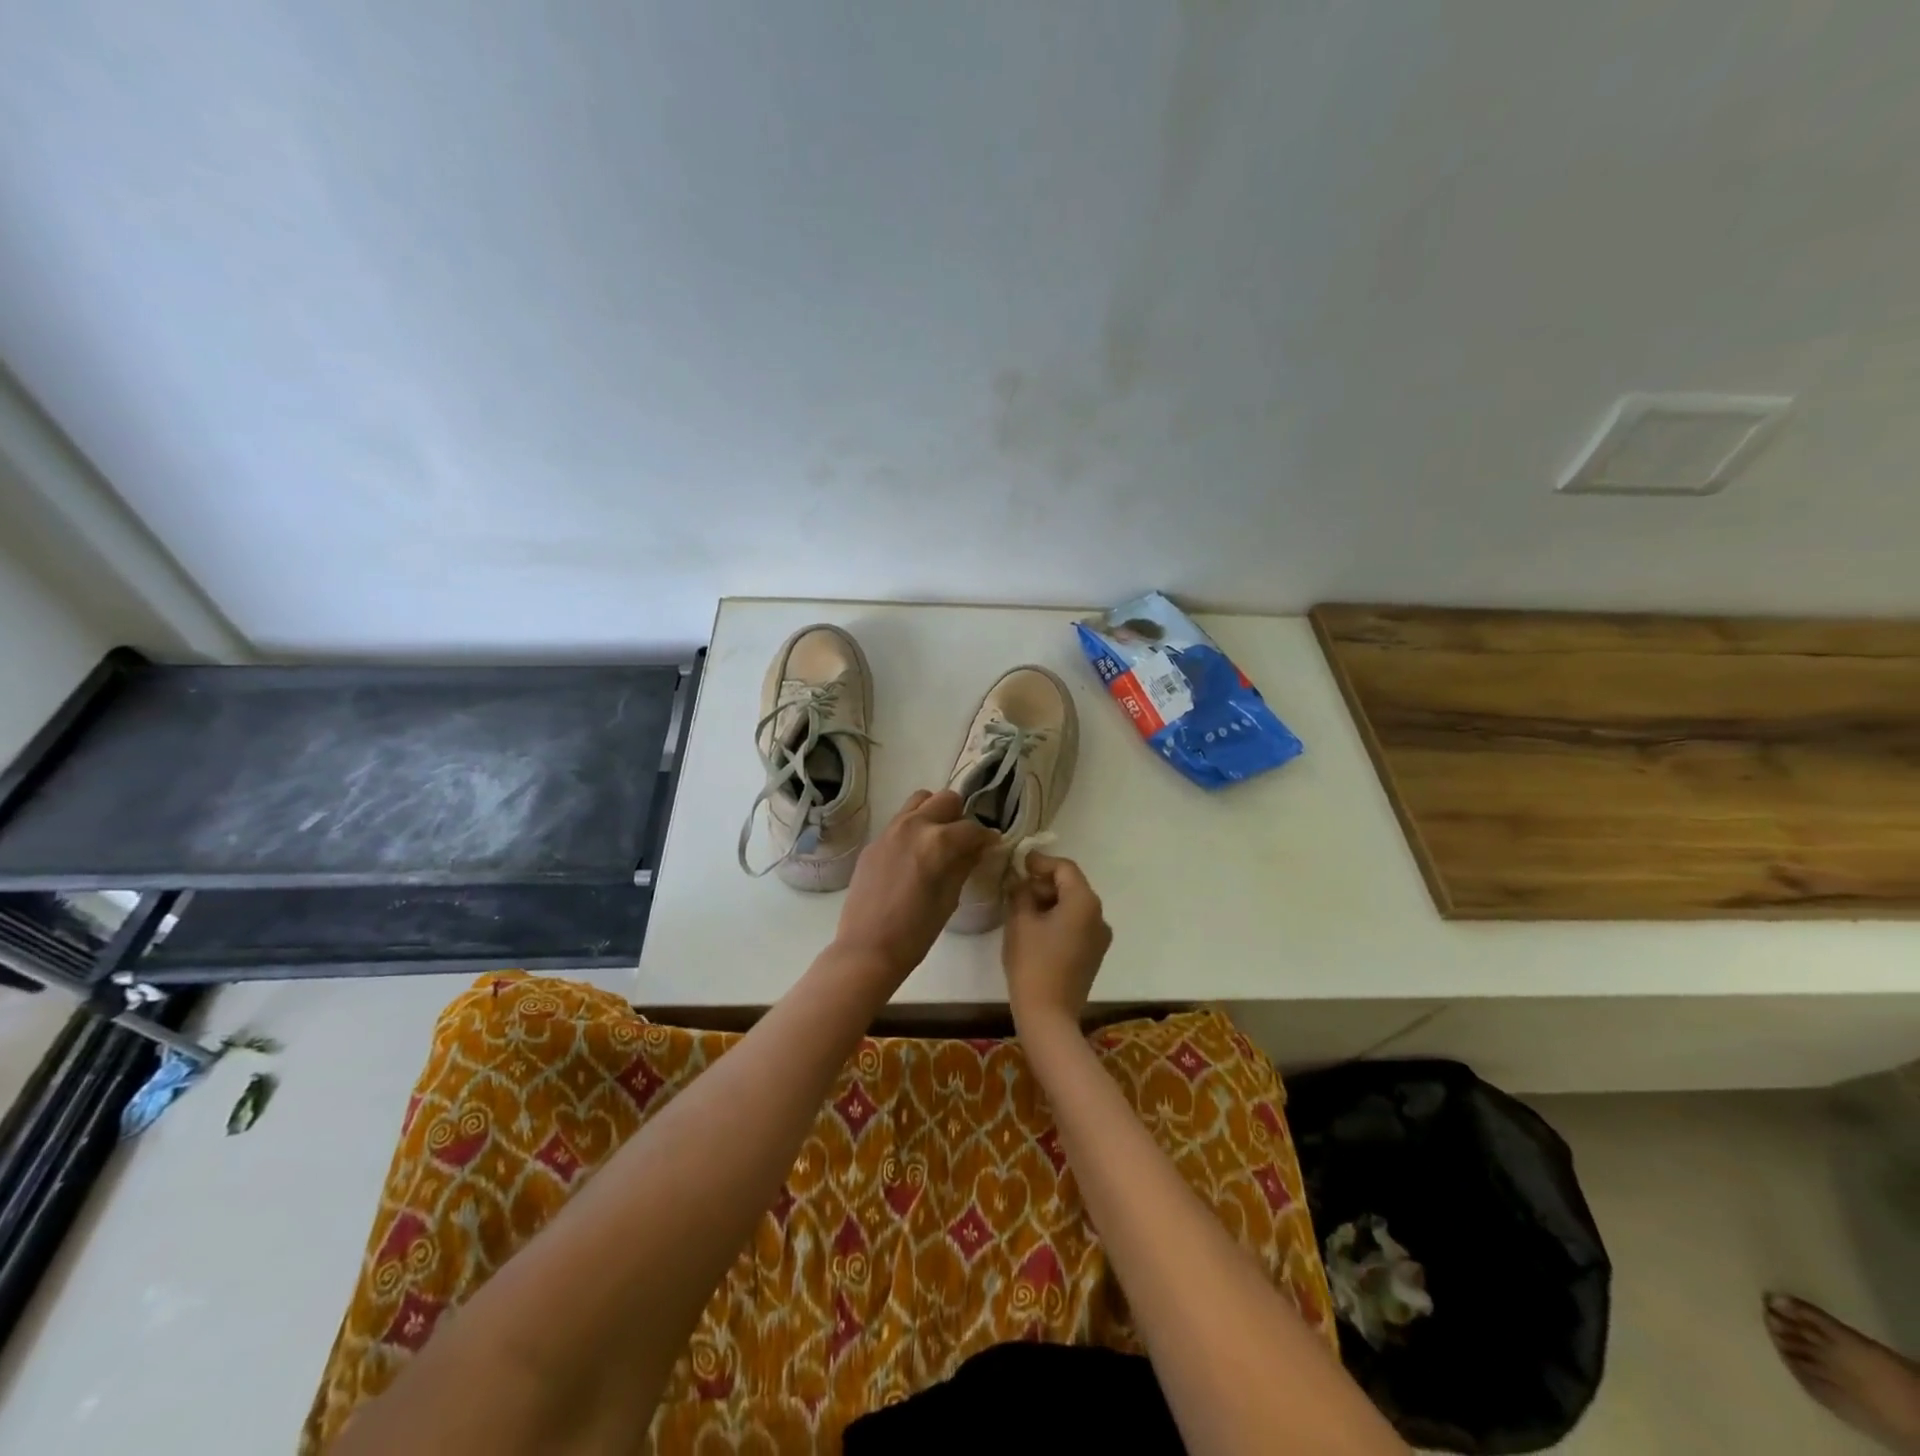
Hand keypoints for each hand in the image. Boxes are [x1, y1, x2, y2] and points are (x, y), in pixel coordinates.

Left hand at [831, 790, 997, 991]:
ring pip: (919, 801)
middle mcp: (913, 825)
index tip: (991, 845)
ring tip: (938, 840)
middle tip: (963, 840)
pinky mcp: (874, 842)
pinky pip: (899, 821)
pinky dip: (913, 828)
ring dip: (934, 813)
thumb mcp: (949, 898)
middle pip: (946, 799)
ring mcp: (889, 831)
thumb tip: (978, 848)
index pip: (972, 827)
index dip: (986, 837)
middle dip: (960, 816)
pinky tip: (914, 855)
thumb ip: (965, 865)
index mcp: (938, 841)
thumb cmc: (916, 932)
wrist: (867, 949)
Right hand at [1003, 853, 1111, 1031]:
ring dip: (1050, 901)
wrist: (1048, 1015)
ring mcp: (1100, 937)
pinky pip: (1077, 924)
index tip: (1019, 863)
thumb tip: (1020, 881)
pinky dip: (1058, 918)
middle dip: (1044, 883)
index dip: (1040, 862)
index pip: (1064, 868)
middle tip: (1016, 887)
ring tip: (1022, 907)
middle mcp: (1099, 915)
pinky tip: (1035, 928)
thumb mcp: (1020, 920)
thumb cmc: (1032, 962)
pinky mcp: (1093, 954)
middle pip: (1072, 885)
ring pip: (1074, 906)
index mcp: (1084, 902)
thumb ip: (1020, 892)